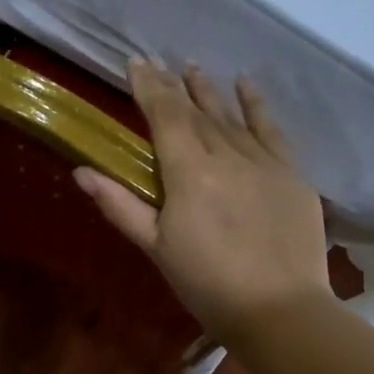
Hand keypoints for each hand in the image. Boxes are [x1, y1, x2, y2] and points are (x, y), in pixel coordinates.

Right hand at [76, 62, 330, 340]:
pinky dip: (256, 105)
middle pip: (195, 111)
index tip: (136, 63)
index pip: (165, 116)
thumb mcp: (156, 248)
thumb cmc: (208, 285)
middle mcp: (226, 155)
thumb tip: (82, 171)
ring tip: (193, 67)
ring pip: (229, 116)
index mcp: (189, 173)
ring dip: (209, 90)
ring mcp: (263, 161)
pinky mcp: (291, 173)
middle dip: (173, 86)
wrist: (280, 310)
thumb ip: (120, 206)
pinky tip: (246, 85)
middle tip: (158, 63)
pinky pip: (271, 129)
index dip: (149, 88)